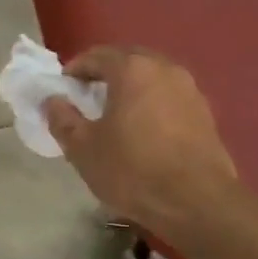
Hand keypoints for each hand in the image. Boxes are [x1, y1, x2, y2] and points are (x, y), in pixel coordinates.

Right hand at [45, 47, 236, 236]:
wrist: (198, 203)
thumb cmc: (133, 170)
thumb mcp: (84, 149)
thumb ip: (63, 119)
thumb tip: (53, 101)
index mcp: (132, 69)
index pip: (97, 55)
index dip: (76, 68)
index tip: (64, 87)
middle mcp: (164, 68)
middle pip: (128, 59)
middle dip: (105, 72)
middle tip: (88, 95)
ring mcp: (189, 89)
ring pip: (152, 76)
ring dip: (131, 86)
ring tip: (115, 112)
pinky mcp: (205, 112)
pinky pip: (169, 96)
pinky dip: (152, 102)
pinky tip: (143, 128)